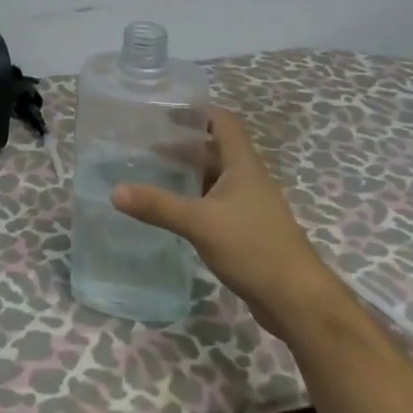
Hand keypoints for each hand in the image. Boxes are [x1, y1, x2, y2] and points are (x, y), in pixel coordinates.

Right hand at [112, 106, 329, 329]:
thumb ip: (158, 205)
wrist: (297, 300)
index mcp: (242, 165)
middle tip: (146, 149)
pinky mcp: (248, 231)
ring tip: (152, 177)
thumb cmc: (252, 247)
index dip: (197, 112)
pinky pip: (216, 205)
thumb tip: (115, 191)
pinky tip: (173, 213)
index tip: (165, 113)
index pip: (222, 122)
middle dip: (182, 148)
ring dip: (187, 176)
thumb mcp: (199, 223)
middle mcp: (248, 179)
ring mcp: (250, 207)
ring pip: (214, 180)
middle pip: (214, 151)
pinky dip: (194, 201)